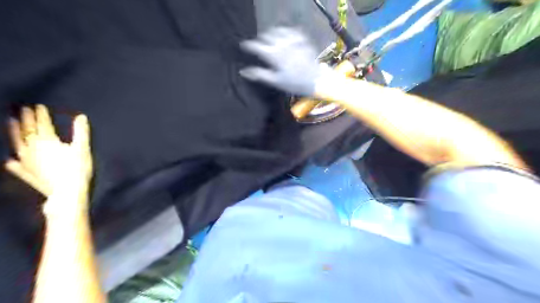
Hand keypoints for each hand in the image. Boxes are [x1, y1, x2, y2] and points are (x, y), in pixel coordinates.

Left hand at [5, 104, 90, 198]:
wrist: (67, 192)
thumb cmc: (78, 169)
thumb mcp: (83, 149)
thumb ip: (81, 132)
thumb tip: (81, 116)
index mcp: (48, 142)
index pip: (43, 125)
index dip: (41, 115)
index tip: (39, 106)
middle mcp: (33, 149)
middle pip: (28, 132)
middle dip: (26, 120)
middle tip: (23, 110)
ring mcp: (27, 162)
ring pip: (17, 144)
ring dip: (14, 133)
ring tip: (12, 124)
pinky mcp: (27, 174)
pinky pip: (16, 165)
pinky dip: (13, 161)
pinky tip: (10, 161)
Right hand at [240, 27, 332, 96]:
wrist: (315, 80)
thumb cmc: (293, 83)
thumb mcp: (275, 81)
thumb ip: (259, 74)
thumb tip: (243, 71)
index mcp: (273, 55)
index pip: (256, 46)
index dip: (248, 46)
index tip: (244, 47)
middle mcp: (281, 44)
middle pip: (266, 36)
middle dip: (260, 40)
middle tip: (258, 46)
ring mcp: (292, 40)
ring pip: (277, 30)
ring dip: (271, 34)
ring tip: (270, 40)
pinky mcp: (302, 39)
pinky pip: (291, 30)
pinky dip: (286, 32)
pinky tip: (285, 37)